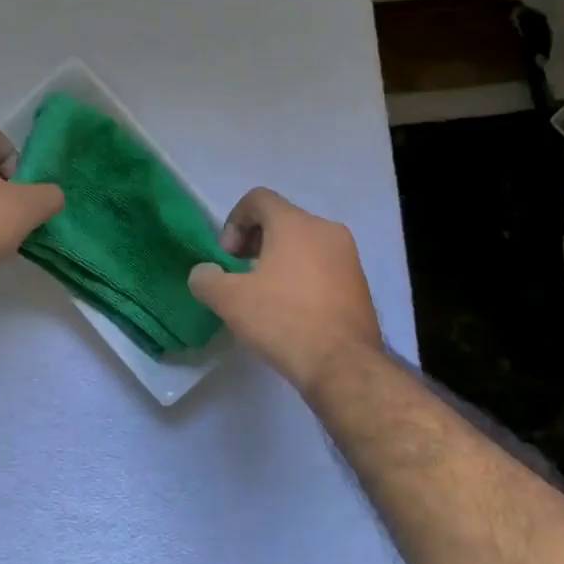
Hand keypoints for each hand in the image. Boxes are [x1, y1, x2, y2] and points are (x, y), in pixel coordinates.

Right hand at [188, 187, 381, 392]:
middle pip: (281, 220)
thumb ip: (206, 279)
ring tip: (264, 295)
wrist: (343, 365)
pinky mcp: (359, 283)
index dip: (233, 222)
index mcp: (296, 224)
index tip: (228, 257)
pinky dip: (300, 276)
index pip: (258, 199)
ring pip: (303, 244)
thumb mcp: (229, 300)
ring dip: (277, 260)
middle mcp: (327, 230)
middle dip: (254, 242)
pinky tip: (290, 310)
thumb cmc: (283, 320)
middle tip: (241, 275)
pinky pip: (321, 266)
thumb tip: (205, 273)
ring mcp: (348, 257)